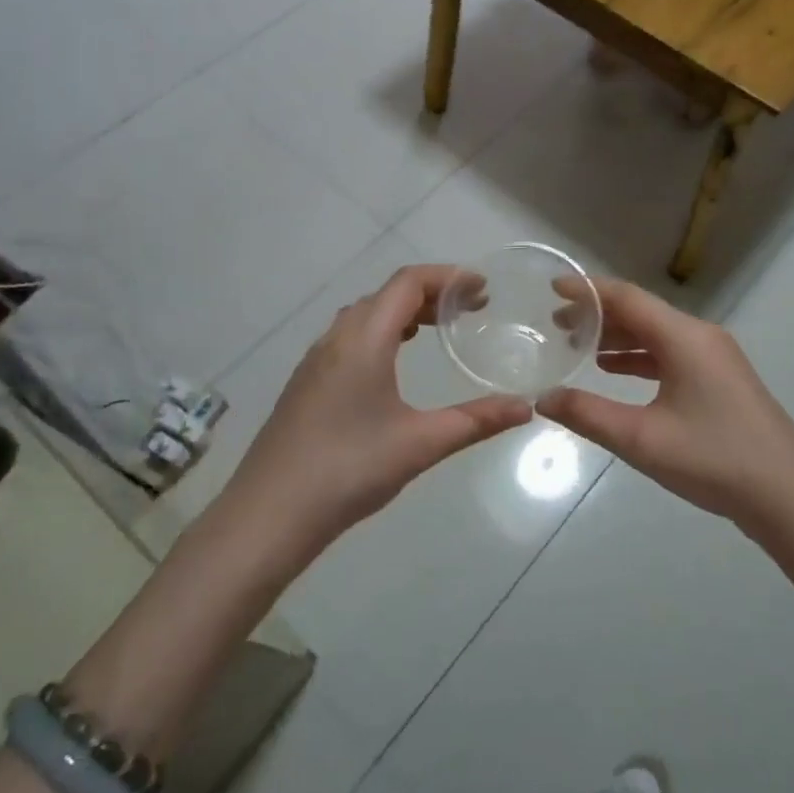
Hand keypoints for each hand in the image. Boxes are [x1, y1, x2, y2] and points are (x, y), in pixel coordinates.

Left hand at [226, 265, 532, 551]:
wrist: (268, 515)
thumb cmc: (348, 470)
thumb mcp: (421, 444)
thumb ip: (476, 420)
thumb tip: (526, 407)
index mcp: (363, 339)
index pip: (407, 283)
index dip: (448, 277)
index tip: (482, 289)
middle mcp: (336, 338)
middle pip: (386, 294)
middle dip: (431, 293)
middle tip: (469, 311)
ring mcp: (315, 361)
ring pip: (364, 315)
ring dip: (403, 311)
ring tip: (437, 329)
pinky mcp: (306, 383)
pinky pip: (349, 337)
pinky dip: (381, 332)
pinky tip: (393, 363)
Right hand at [538, 280, 793, 532]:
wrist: (789, 497)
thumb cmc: (714, 459)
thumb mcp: (642, 439)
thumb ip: (588, 414)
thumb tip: (543, 398)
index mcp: (684, 337)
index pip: (627, 298)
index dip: (588, 290)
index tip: (553, 287)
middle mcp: (701, 336)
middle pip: (642, 312)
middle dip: (598, 315)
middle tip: (557, 324)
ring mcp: (715, 358)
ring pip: (657, 334)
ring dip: (618, 337)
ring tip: (578, 347)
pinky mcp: (721, 380)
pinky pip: (671, 354)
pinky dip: (639, 357)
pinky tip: (614, 372)